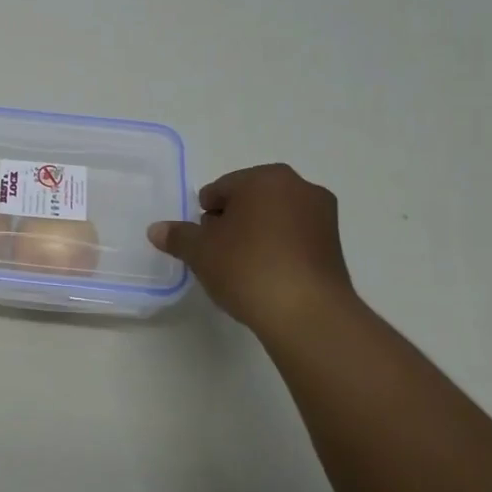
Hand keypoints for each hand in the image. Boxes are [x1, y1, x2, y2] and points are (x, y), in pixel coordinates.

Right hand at [148, 164, 355, 330]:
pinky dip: (278, 250)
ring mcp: (323, 216)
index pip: (221, 189)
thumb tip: (156, 229)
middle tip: (217, 254)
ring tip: (241, 268)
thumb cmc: (247, 267)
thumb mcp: (200, 251)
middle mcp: (299, 187)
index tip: (200, 241)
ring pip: (274, 219)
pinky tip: (265, 276)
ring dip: (256, 236)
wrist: (307, 314)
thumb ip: (178, 236)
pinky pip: (294, 239)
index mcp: (265, 178)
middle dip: (232, 222)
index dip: (205, 215)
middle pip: (250, 200)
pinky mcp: (335, 246)